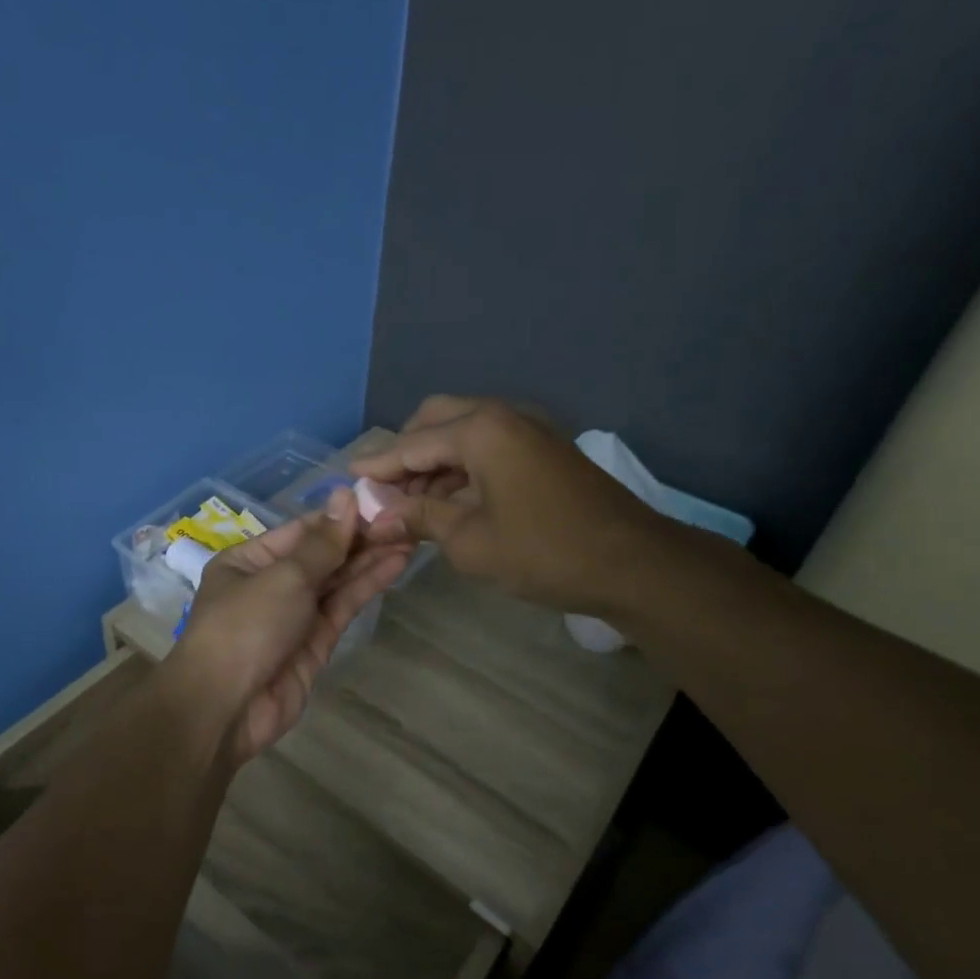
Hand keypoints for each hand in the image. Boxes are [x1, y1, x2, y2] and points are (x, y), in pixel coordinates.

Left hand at [168, 488, 409, 762]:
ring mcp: (294, 615)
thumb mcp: (284, 577)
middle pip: (321, 555)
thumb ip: (323, 543)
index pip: (302, 531)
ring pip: (336, 581)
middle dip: (360, 538)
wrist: (227, 708)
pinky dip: (366, 586)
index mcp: (249, 560)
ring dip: (369, 559)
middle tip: (405, 519)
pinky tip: (395, 564)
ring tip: (410, 535)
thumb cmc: (245, 627)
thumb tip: (346, 496)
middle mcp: (270, 583)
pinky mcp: (315, 643)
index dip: (340, 517)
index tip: (380, 501)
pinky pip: (342, 607)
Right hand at [352, 396, 668, 614]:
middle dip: (406, 452)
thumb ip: (419, 518)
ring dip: (434, 460)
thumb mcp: (470, 541)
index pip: (411, 444)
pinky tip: (451, 500)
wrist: (633, 563)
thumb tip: (377, 515)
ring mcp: (527, 428)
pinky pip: (488, 444)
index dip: (377, 466)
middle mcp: (502, 415)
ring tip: (413, 503)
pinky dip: (462, 466)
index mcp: (480, 430)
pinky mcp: (543, 447)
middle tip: (386, 490)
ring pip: (463, 431)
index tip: (347, 481)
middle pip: (436, 420)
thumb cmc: (544, 552)